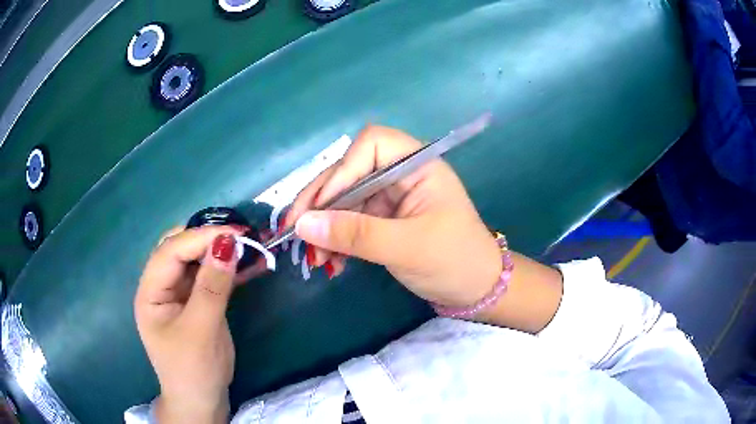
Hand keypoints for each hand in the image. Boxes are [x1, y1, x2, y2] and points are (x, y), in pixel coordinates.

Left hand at [134, 226, 251, 422]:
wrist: (202, 401)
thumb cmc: (193, 370)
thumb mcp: (201, 330)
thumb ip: (212, 287)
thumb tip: (228, 243)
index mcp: (150, 292)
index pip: (170, 252)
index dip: (199, 237)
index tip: (235, 233)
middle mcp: (161, 287)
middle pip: (179, 249)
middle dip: (207, 238)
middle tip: (239, 236)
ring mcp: (179, 294)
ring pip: (196, 260)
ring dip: (219, 251)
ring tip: (247, 245)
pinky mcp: (196, 302)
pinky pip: (210, 277)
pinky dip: (227, 269)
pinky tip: (247, 265)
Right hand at [284, 125, 502, 307]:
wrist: (477, 290)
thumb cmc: (455, 261)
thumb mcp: (406, 247)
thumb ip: (355, 234)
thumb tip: (303, 225)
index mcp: (418, 166)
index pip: (371, 145)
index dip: (342, 170)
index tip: (321, 206)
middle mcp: (402, 174)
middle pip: (350, 171)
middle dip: (321, 201)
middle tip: (293, 230)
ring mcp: (392, 197)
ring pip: (345, 199)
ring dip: (324, 224)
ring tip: (311, 255)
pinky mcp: (384, 220)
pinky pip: (351, 221)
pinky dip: (336, 238)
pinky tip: (329, 260)